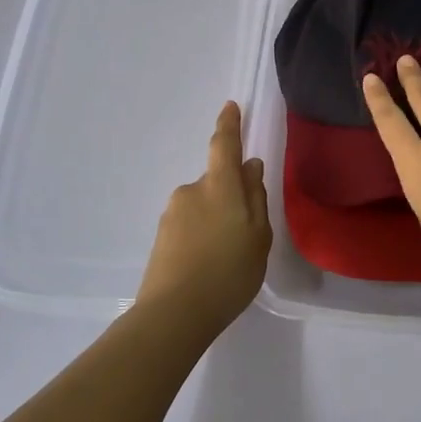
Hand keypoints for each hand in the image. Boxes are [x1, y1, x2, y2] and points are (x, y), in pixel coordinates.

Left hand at [137, 101, 271, 330]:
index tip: (231, 107)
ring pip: (202, 206)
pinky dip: (201, 237)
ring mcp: (172, 214)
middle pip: (216, 182)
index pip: (224, 145)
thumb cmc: (229, 273)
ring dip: (215, 220)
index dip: (229, 125)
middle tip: (246, 234)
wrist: (174, 314)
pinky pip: (189, 226)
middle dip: (230, 197)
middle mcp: (192, 191)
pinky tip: (208, 267)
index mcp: (220, 186)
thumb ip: (256, 198)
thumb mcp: (259, 237)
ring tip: (227, 259)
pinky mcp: (161, 237)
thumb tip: (250, 167)